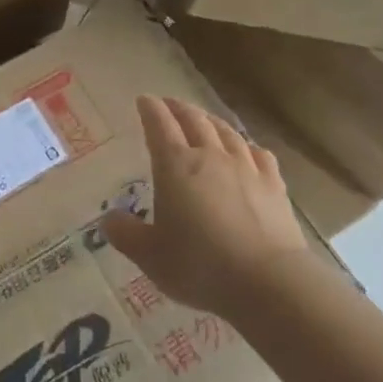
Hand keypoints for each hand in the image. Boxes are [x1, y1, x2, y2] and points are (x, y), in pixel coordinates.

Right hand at [103, 96, 309, 318]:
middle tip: (169, 103)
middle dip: (178, 108)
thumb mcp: (150, 256)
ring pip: (226, 132)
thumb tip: (108, 219)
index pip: (159, 125)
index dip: (150, 109)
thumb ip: (126, 234)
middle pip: (193, 120)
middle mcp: (210, 156)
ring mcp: (246, 167)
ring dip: (210, 120)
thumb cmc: (200, 266)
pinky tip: (247, 149)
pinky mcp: (274, 184)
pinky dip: (247, 146)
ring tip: (203, 118)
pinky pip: (259, 154)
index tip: (143, 100)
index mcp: (175, 166)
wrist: (267, 281)